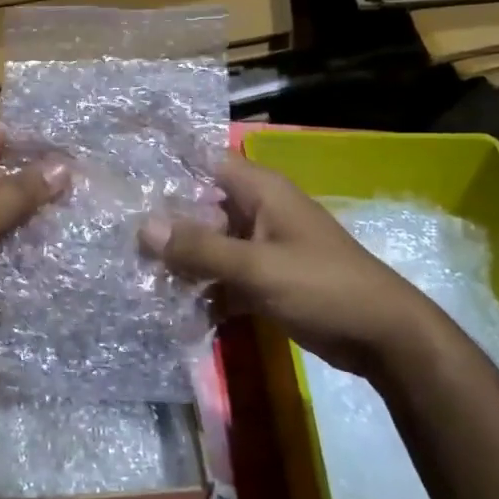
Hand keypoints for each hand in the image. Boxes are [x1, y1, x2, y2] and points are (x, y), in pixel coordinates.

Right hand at [140, 155, 447, 377]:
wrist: (381, 336)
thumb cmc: (322, 286)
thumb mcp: (257, 267)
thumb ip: (201, 248)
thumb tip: (143, 227)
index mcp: (259, 191)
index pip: (203, 162)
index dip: (166, 164)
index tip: (123, 174)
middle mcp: (256, 212)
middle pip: (199, 208)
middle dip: (163, 224)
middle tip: (116, 239)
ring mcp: (260, 247)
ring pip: (208, 246)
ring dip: (180, 262)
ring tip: (134, 276)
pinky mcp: (264, 280)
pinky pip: (222, 277)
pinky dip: (202, 290)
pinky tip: (172, 309)